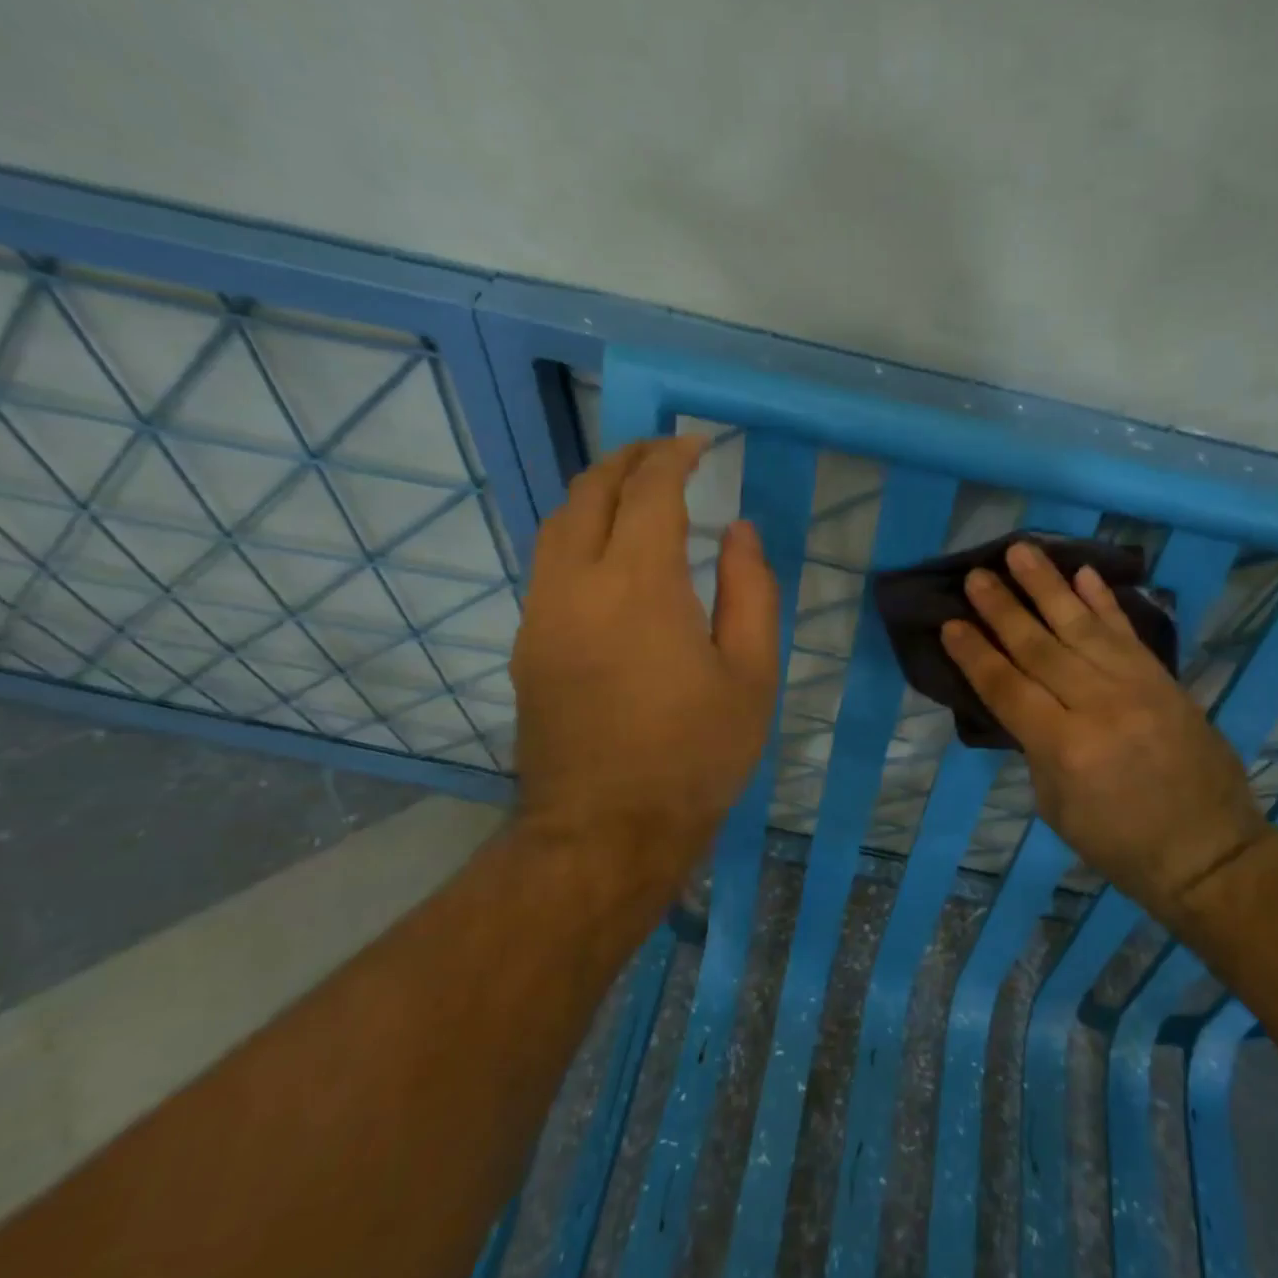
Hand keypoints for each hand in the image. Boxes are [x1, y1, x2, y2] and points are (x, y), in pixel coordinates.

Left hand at [509, 436, 780, 892]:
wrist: (605, 832)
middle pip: (589, 493)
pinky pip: (548, 564)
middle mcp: (575, 585)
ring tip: (635, 490)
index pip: (649, 492)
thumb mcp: (751, 675)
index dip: (673, 458)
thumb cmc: (695, 755)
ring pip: (557, 524)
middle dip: (626, 461)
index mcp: (638, 585)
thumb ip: (751, 591)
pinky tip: (608, 553)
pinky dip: (579, 533)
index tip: (696, 445)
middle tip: (664, 453)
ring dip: (596, 493)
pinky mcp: (527, 645)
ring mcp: (540, 614)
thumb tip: (739, 532)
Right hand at [940, 541, 1272, 916]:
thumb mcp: (1056, 805)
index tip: (950, 622)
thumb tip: (1022, 699)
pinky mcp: (1163, 679)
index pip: (1008, 688)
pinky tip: (1082, 573)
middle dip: (1002, 609)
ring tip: (1020, 551)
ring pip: (1081, 626)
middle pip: (1040, 647)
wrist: (1208, 851)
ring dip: (1047, 586)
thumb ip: (1036, 746)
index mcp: (1065, 748)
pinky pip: (1126, 632)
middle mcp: (1099, 706)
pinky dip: (1103, 600)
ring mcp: (1136, 687)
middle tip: (977, 575)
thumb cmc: (1119, 842)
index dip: (975, 654)